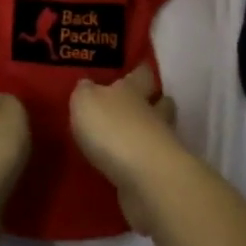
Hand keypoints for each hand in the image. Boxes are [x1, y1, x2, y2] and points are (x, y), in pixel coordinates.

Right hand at [70, 64, 191, 233]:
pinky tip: (127, 168)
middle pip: (161, 103)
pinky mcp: (158, 177)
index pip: (142, 73)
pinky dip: (142, 164)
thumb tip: (88, 85)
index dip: (140, 69)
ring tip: (129, 138)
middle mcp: (151, 114)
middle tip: (142, 103)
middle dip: (154, 102)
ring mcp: (160, 147)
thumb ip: (84, 92)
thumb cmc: (113, 129)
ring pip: (159, 133)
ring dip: (149, 134)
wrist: (145, 179)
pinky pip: (149, 164)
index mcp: (133, 91)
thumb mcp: (85, 102)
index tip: (140, 66)